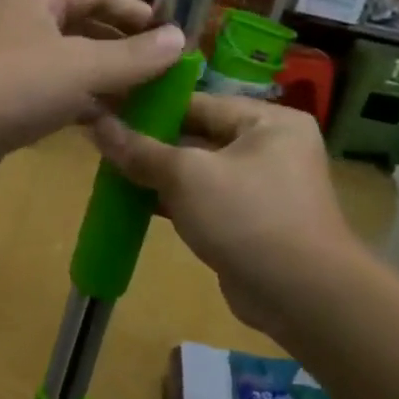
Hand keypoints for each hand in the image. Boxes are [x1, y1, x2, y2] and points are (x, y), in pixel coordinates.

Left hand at [0, 0, 184, 187]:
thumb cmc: (12, 85)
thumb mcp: (82, 68)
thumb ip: (133, 56)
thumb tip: (179, 39)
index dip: (133, 8)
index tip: (167, 32)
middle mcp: (22, 23)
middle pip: (82, 26)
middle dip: (120, 46)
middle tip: (158, 70)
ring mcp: (8, 62)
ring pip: (66, 63)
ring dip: (102, 78)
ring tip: (141, 99)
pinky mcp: (0, 99)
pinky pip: (49, 93)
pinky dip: (77, 103)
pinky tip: (103, 123)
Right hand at [90, 94, 359, 340]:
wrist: (301, 297)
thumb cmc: (248, 217)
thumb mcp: (188, 176)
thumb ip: (141, 150)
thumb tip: (96, 124)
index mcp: (268, 121)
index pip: (199, 102)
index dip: (151, 106)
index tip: (107, 108)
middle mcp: (270, 147)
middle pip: (198, 135)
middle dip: (151, 143)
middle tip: (102, 142)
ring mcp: (262, 187)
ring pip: (198, 171)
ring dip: (158, 174)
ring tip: (109, 170)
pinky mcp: (250, 222)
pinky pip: (204, 200)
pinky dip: (173, 201)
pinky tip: (133, 202)